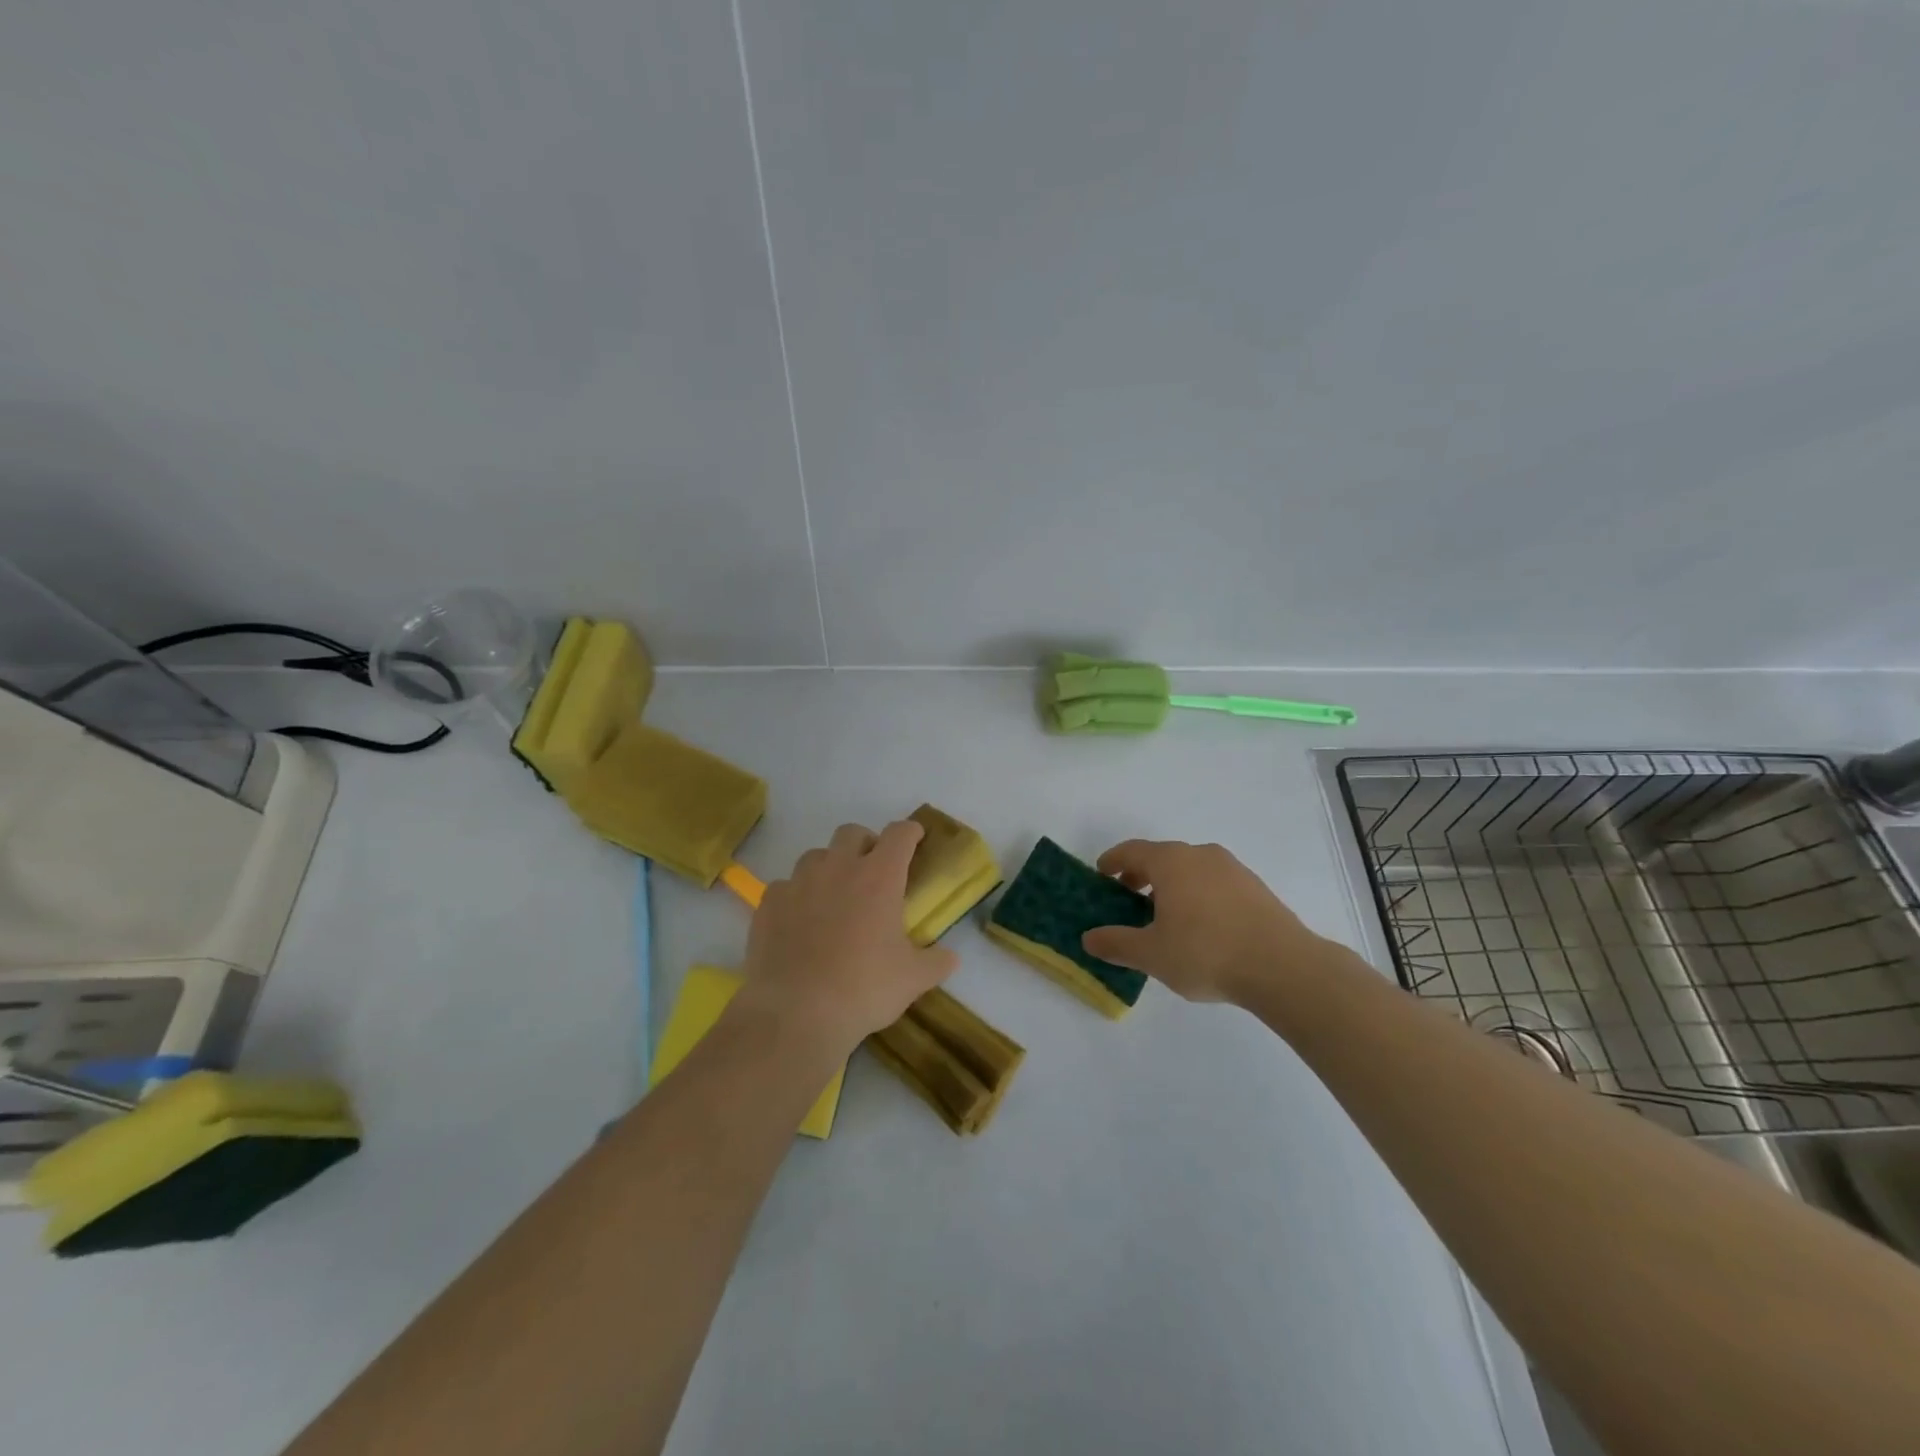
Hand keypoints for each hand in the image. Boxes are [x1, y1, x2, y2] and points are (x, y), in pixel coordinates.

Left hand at [739, 820, 957, 1054]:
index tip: (915, 837)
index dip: (910, 831)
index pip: (899, 834)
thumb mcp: (913, 979)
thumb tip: (950, 958)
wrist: (796, 1013)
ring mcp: (799, 883)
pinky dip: (796, 896)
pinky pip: (785, 886)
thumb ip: (936, 962)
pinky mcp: (769, 903)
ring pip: (816, 856)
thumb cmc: (864, 989)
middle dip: (866, 843)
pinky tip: (799, 921)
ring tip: (834, 896)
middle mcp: (838, 868)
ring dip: (829, 867)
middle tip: (873, 870)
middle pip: (852, 833)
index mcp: (879, 877)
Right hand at [1081, 840, 1328, 1005]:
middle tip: (1128, 898)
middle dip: (1141, 874)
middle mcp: (1201, 855)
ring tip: (1165, 916)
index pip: (1133, 850)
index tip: (1102, 873)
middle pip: (1162, 857)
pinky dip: (1197, 893)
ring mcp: (1232, 869)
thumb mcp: (1152, 954)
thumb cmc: (1207, 953)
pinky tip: (1201, 925)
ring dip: (1171, 885)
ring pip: (1190, 868)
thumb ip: (1117, 943)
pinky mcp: (1255, 887)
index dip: (1113, 860)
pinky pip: (1214, 882)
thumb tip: (1089, 938)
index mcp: (1171, 862)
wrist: (1283, 966)